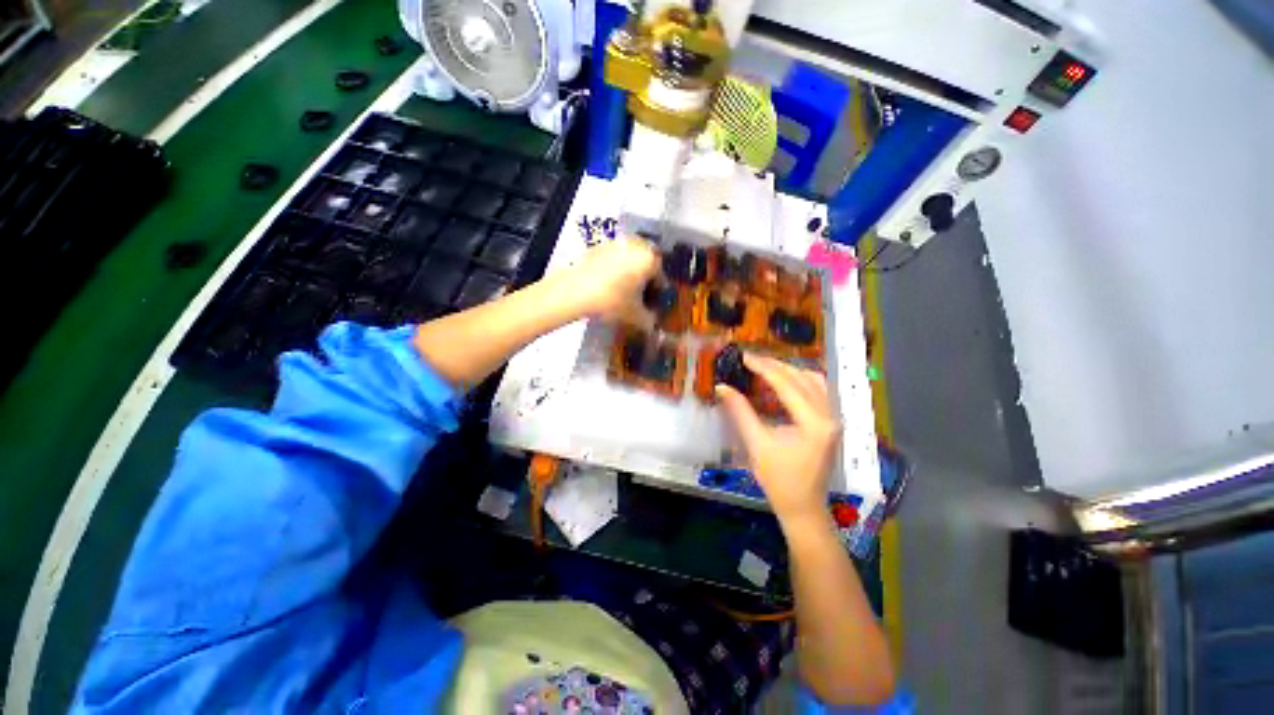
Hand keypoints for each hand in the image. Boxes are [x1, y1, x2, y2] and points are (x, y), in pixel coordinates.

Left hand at [561, 237, 658, 321]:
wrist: (575, 291)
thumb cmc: (612, 302)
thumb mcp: (635, 317)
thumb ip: (649, 320)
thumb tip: (652, 323)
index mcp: (651, 259)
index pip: (661, 278)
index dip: (657, 295)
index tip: (651, 306)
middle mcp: (637, 245)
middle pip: (647, 264)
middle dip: (646, 279)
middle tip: (639, 296)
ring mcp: (617, 243)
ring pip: (631, 259)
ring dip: (631, 273)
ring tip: (623, 291)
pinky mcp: (599, 246)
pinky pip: (615, 258)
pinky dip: (616, 269)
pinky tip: (608, 285)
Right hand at [716, 355, 841, 525]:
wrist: (803, 507)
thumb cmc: (778, 480)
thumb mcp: (756, 443)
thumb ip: (740, 411)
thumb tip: (722, 387)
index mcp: (814, 423)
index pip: (787, 384)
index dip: (763, 368)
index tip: (744, 356)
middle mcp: (829, 415)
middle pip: (803, 378)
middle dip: (775, 366)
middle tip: (751, 359)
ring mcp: (833, 419)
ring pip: (814, 381)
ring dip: (789, 371)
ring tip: (764, 367)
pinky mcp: (830, 423)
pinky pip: (818, 391)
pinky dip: (799, 381)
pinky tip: (782, 382)